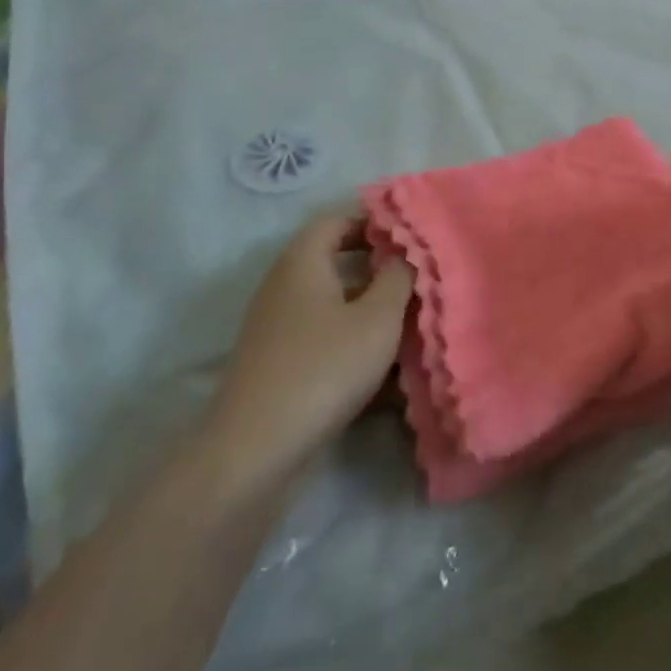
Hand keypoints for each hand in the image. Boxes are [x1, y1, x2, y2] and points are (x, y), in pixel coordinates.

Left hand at [203, 212, 412, 486]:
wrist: (255, 450)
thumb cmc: (324, 367)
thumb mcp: (378, 318)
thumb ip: (398, 278)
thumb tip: (405, 253)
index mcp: (303, 260)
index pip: (337, 220)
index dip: (373, 223)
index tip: (409, 238)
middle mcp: (284, 286)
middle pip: (335, 263)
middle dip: (377, 271)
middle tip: (416, 281)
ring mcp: (277, 328)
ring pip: (332, 305)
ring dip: (368, 312)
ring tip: (409, 327)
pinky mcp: (277, 365)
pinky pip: (322, 340)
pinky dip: (351, 345)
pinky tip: (385, 373)